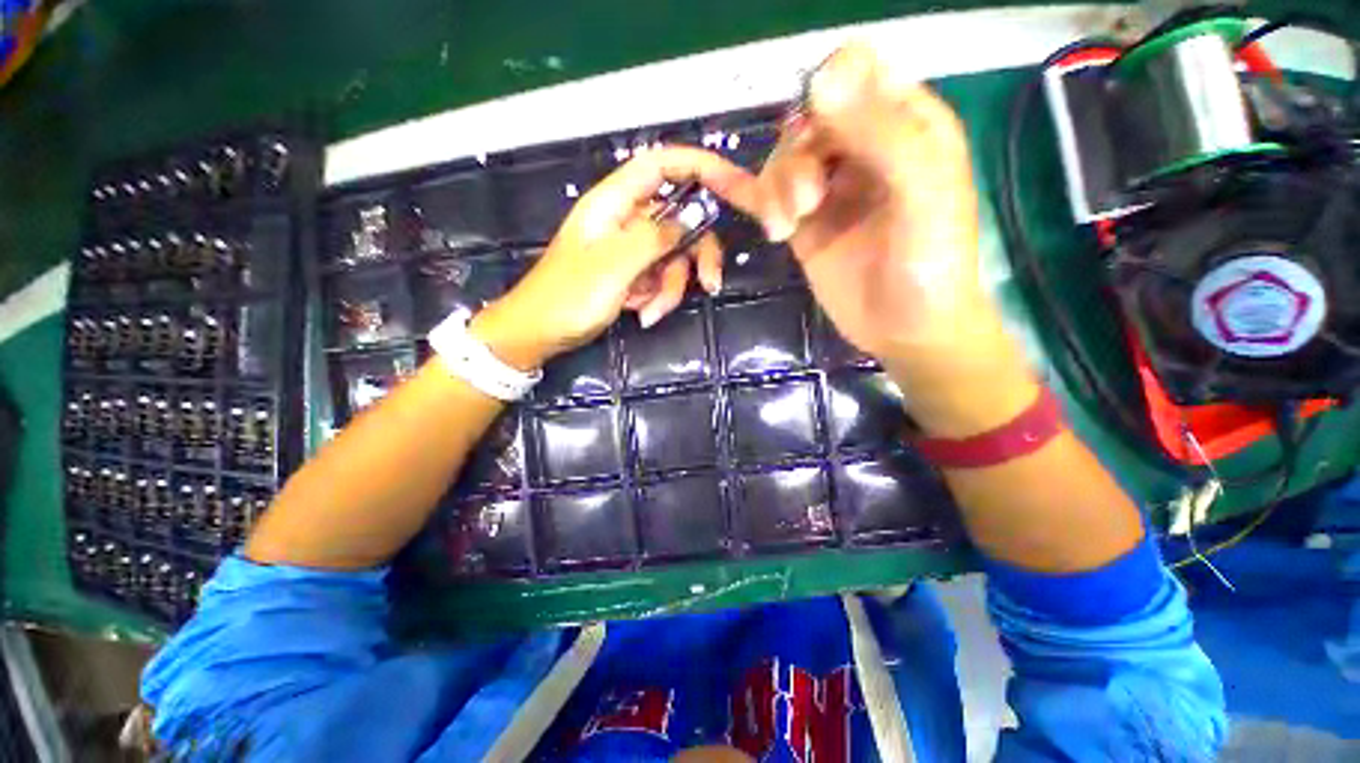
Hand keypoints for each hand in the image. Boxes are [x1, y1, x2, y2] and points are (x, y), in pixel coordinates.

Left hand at [470, 147, 767, 369]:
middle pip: (680, 220)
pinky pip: (660, 279)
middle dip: (695, 254)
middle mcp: (626, 219)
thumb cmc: (568, 296)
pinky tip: (641, 315)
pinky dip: (657, 298)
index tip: (736, 187)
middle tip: (710, 283)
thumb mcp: (615, 265)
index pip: (663, 166)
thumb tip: (693, 216)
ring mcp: (629, 249)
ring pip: (673, 257)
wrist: (539, 333)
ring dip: (671, 288)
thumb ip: (655, 237)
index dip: (701, 167)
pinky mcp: (631, 273)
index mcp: (615, 202)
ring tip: (649, 313)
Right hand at [760, 43, 1002, 370]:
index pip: (856, 71)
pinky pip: (767, 194)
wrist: (905, 329)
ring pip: (783, 160)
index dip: (828, 89)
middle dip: (797, 159)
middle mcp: (863, 146)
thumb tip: (820, 80)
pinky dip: (744, 190)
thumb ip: (883, 133)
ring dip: (777, 190)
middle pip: (808, 119)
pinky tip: (728, 193)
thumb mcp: (923, 193)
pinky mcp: (804, 223)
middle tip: (805, 207)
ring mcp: (829, 187)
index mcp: (905, 123)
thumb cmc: (929, 265)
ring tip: (787, 229)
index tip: (818, 135)